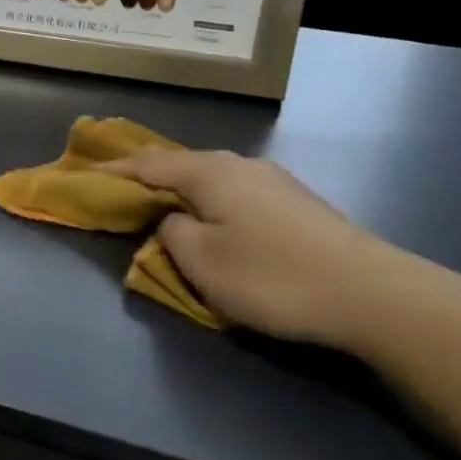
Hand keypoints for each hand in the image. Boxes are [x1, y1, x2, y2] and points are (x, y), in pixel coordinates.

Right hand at [105, 149, 414, 347]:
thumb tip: (173, 221)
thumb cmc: (272, 277)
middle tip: (122, 190)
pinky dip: (212, 204)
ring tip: (165, 208)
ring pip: (212, 180)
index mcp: (209, 173)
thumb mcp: (202, 262)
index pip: (147, 165)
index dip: (114, 170)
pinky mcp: (297, 204)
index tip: (87, 173)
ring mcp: (273, 182)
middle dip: (149, 177)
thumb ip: (171, 234)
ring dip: (184, 192)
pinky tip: (216, 223)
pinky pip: (236, 195)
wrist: (373, 295)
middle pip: (181, 166)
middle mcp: (239, 166)